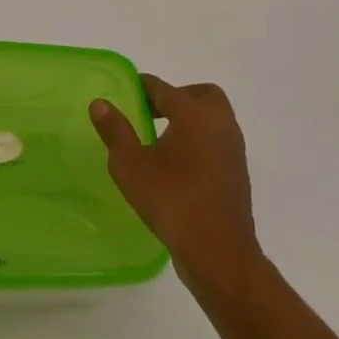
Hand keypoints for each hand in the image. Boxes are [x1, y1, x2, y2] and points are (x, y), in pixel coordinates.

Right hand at [91, 75, 262, 293]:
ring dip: (190, 119)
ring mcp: (233, 150)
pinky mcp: (237, 174)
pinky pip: (217, 142)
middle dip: (177, 96)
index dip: (143, 86)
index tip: (126, 90)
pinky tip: (178, 164)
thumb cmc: (172, 201)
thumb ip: (115, 131)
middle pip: (201, 95)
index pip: (164, 89)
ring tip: (161, 139)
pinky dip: (200, 140)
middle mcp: (219, 125)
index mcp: (194, 115)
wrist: (219, 253)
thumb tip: (100, 103)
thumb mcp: (131, 165)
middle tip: (151, 112)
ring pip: (213, 119)